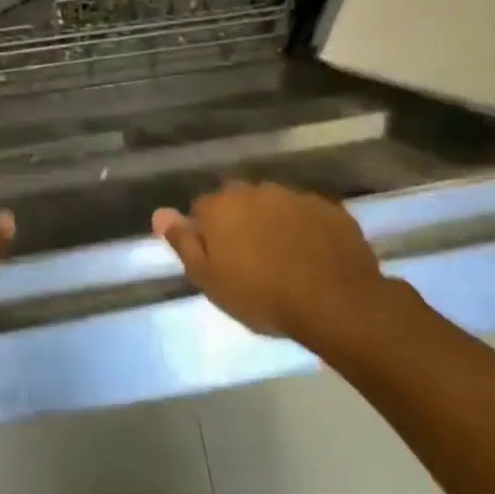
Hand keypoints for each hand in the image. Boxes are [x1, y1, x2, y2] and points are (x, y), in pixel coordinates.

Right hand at [152, 182, 398, 341]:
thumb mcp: (209, 279)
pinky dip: (305, 229)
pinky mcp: (329, 208)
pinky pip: (307, 215)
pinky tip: (312, 255)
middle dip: (240, 222)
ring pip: (274, 206)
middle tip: (249, 258)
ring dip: (273, 223)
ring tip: (283, 258)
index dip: (206, 233)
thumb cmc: (261, 296)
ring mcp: (295, 196)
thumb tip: (160, 213)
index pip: (202, 208)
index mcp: (222, 206)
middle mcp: (256, 191)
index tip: (217, 259)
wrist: (335, 302)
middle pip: (239, 202)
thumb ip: (183, 243)